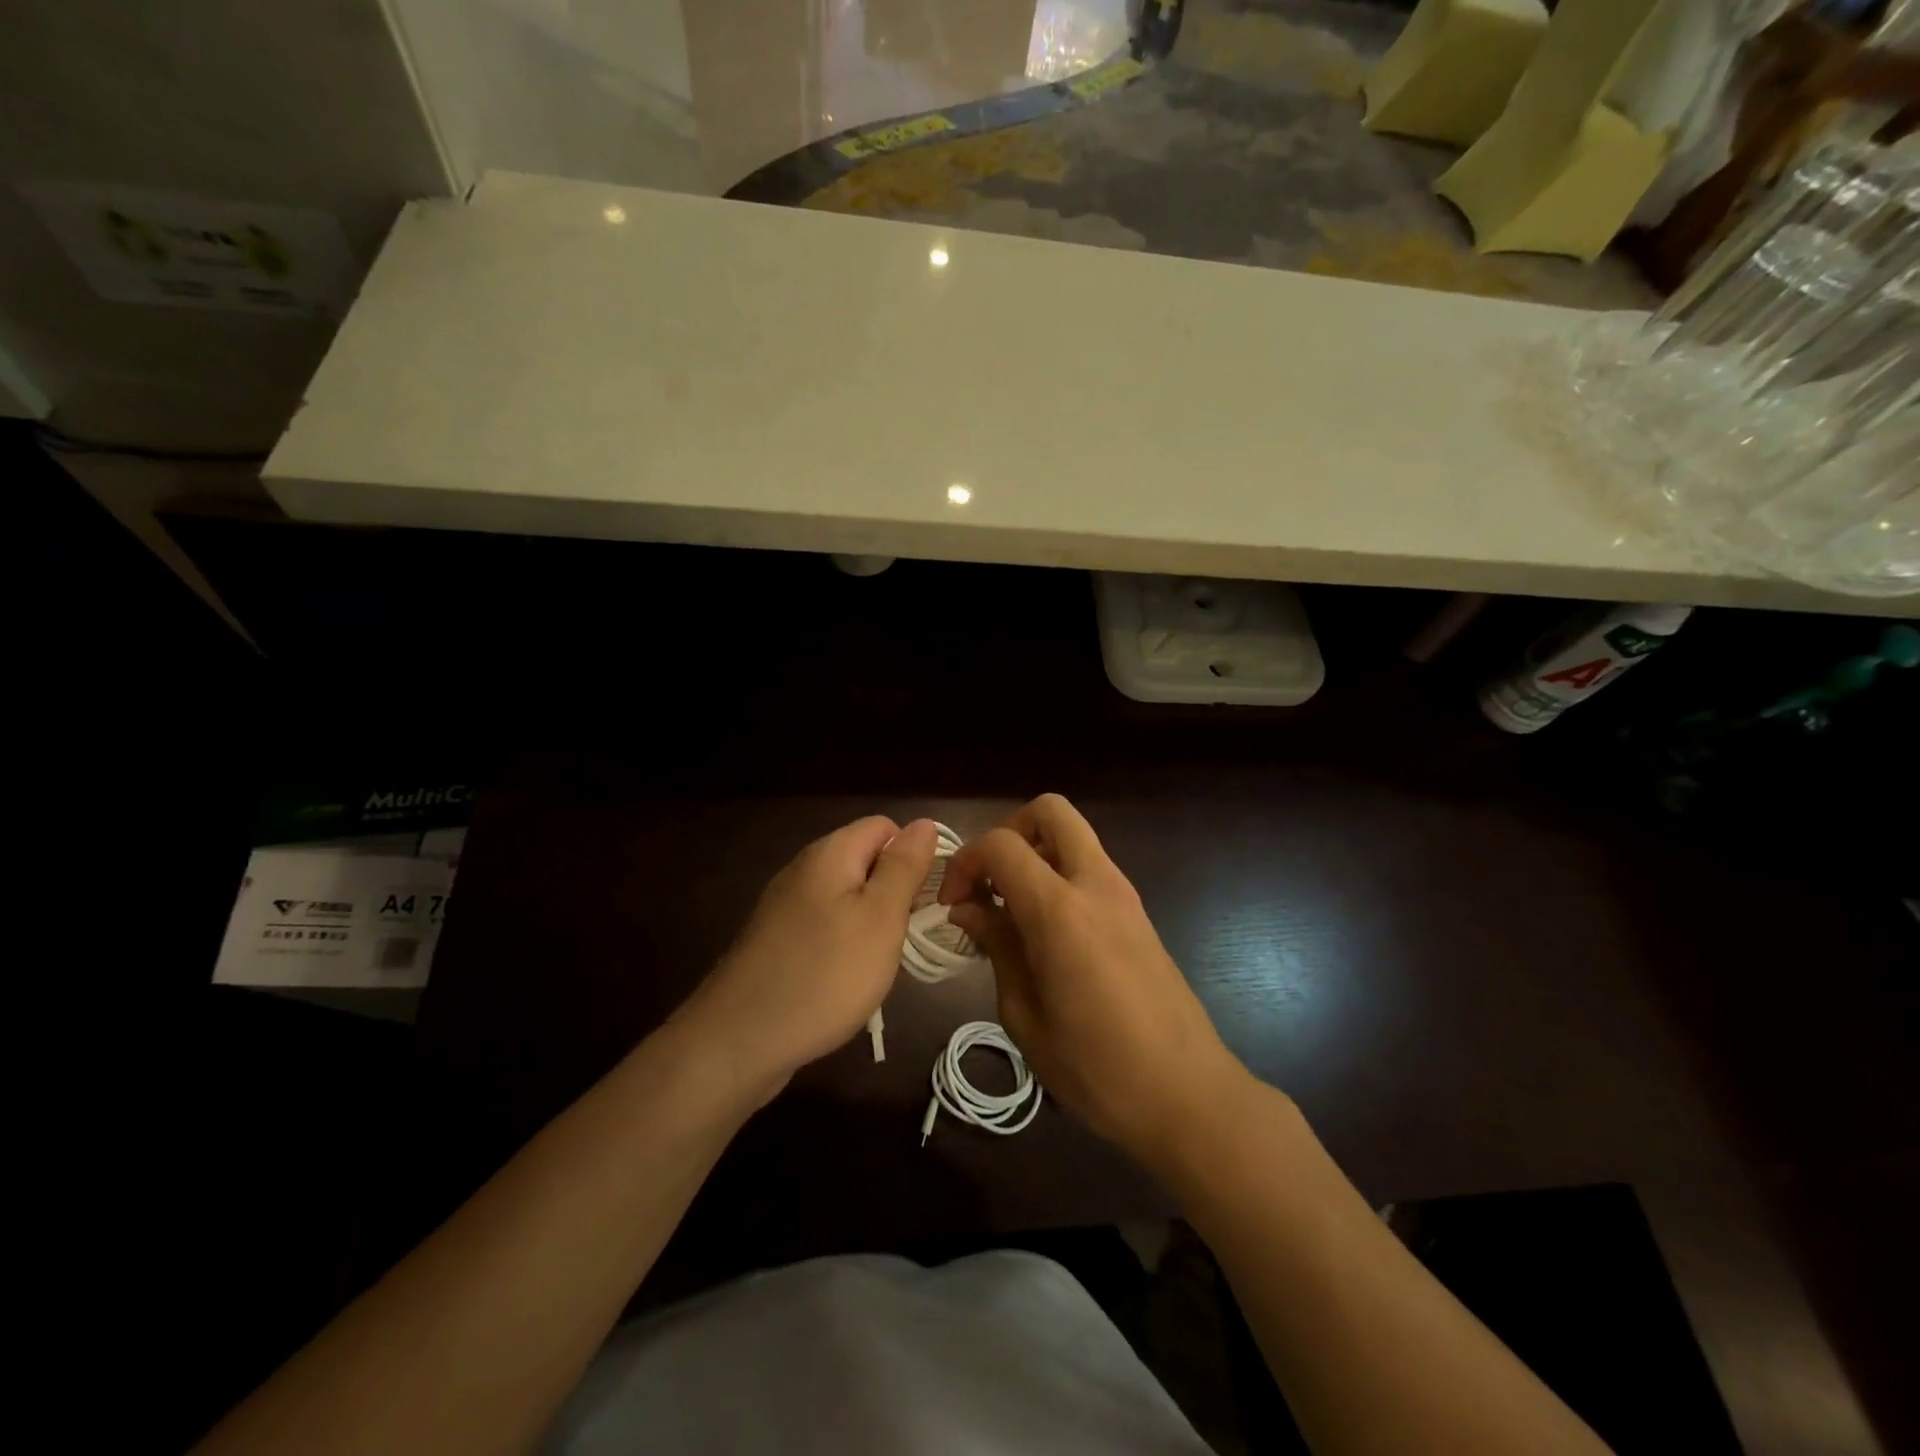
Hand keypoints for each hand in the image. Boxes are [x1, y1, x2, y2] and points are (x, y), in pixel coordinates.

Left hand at [677, 816, 936, 1100]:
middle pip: (865, 861)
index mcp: (830, 853)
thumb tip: (924, 823)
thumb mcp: (880, 917)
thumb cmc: (824, 974)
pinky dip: (844, 945)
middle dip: (893, 893)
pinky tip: (846, 979)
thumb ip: (903, 867)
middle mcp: (804, 869)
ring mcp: (785, 906)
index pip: (885, 827)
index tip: (924, 900)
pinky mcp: (776, 940)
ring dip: (870, 923)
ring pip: (846, 897)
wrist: (739, 1040)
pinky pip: (824, 926)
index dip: (912, 855)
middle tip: (904, 936)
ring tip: (879, 963)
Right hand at [939, 794, 1249, 1169]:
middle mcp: (1095, 885)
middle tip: (990, 880)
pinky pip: (1090, 868)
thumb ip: (997, 946)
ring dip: (1036, 854)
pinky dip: (1059, 876)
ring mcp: (1124, 895)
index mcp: (1060, 910)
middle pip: (1050, 811)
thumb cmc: (1096, 1068)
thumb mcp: (1024, 1014)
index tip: (953, 904)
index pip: (1001, 845)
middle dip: (1009, 831)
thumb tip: (968, 908)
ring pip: (1074, 836)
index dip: (965, 862)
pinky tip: (1044, 931)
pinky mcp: (1138, 913)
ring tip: (1011, 910)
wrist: (1187, 1095)